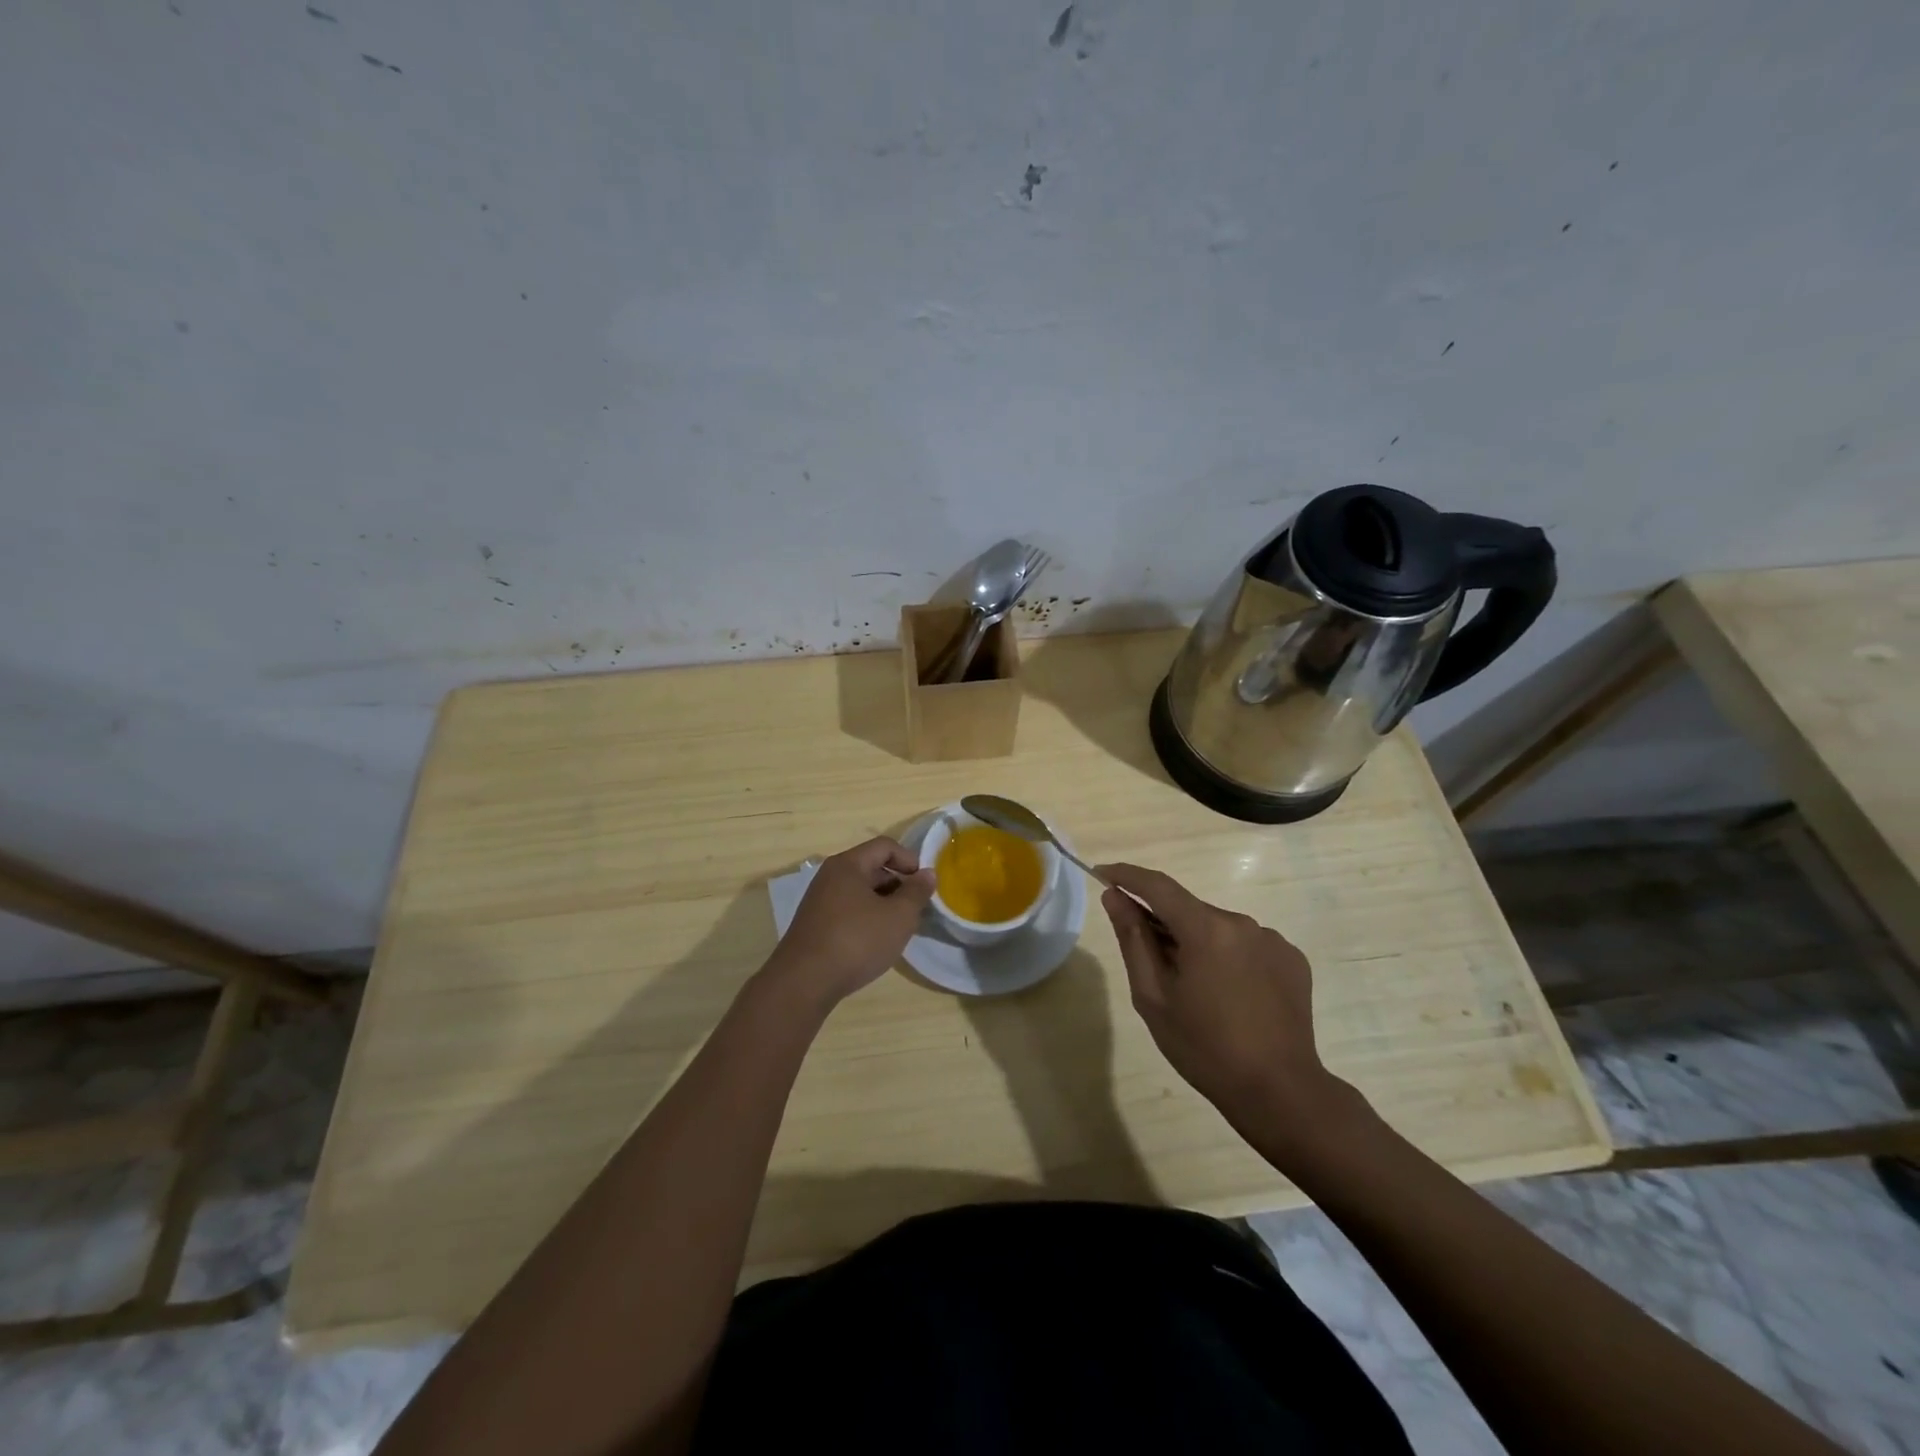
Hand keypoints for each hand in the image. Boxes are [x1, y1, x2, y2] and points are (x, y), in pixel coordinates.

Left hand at [765, 836, 934, 1009]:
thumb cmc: (856, 941)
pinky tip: (875, 942)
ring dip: (883, 904)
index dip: (909, 860)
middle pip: (871, 867)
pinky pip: (848, 910)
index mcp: (848, 865)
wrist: (804, 982)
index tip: (924, 884)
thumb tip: (927, 874)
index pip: (885, 846)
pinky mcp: (815, 924)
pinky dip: (867, 918)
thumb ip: (916, 892)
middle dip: (898, 884)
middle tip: (915, 909)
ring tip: (898, 928)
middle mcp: (830, 876)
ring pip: (860, 891)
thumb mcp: (898, 917)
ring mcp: (819, 900)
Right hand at [1097, 863, 1354, 1155]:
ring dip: (1197, 943)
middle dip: (1164, 923)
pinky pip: (1246, 945)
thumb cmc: (1205, 1048)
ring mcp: (1272, 939)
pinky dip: (1227, 957)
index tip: (1102, 873)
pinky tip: (1229, 995)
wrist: (1280, 1092)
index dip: (1127, 876)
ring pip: (1218, 928)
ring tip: (1194, 989)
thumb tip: (1115, 897)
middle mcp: (1242, 922)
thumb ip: (1133, 939)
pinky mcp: (1292, 959)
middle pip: (1189, 910)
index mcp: (1206, 929)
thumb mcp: (1153, 996)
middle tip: (1148, 962)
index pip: (1158, 886)